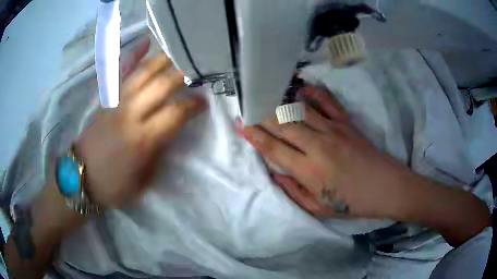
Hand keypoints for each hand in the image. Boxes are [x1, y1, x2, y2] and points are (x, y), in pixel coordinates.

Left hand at [77, 39, 206, 207]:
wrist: (81, 176)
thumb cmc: (114, 185)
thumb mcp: (144, 179)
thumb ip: (159, 152)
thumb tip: (171, 130)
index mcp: (143, 140)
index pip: (176, 113)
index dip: (194, 105)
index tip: (204, 102)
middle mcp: (131, 114)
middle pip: (162, 85)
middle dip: (183, 74)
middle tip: (197, 70)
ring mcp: (117, 102)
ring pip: (143, 73)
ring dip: (164, 60)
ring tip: (179, 53)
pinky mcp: (107, 99)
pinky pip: (122, 72)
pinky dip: (134, 56)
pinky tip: (145, 43)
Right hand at [239, 85, 410, 218]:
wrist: (386, 187)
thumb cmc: (352, 202)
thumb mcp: (318, 208)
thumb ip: (293, 191)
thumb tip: (275, 174)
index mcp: (308, 171)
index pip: (273, 149)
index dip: (254, 135)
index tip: (241, 124)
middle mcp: (317, 146)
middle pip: (282, 124)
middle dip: (261, 114)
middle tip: (248, 105)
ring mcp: (333, 130)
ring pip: (299, 110)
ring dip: (280, 101)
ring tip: (266, 94)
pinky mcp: (346, 123)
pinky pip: (327, 102)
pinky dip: (313, 92)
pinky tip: (301, 87)